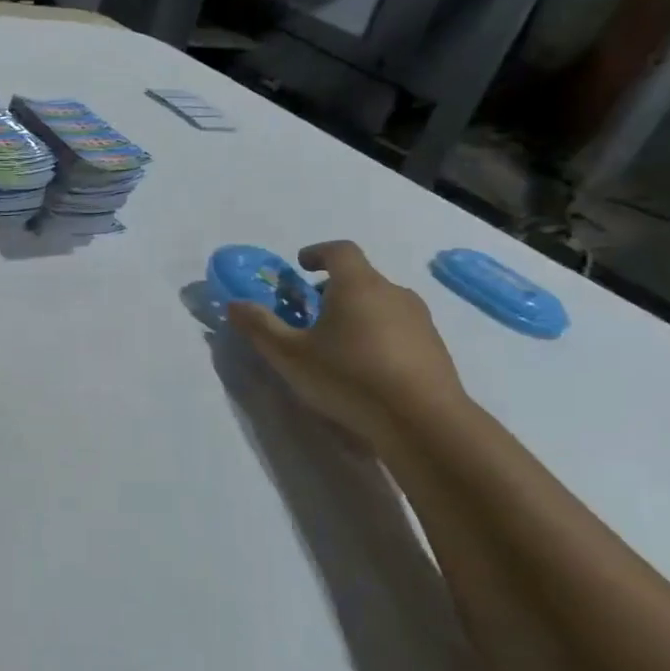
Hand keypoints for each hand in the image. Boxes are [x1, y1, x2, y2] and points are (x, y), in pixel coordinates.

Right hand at [227, 240, 466, 450]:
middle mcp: (392, 292)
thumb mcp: (290, 355)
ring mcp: (419, 320)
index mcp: (357, 284)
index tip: (301, 266)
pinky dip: (379, 338)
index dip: (317, 253)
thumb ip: (260, 327)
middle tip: (311, 315)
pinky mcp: (434, 348)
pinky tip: (367, 370)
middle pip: (360, 278)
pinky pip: (400, 331)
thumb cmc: (349, 376)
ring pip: (381, 305)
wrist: (422, 420)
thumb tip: (234, 304)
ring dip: (358, 315)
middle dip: (333, 290)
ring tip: (338, 347)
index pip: (339, 250)